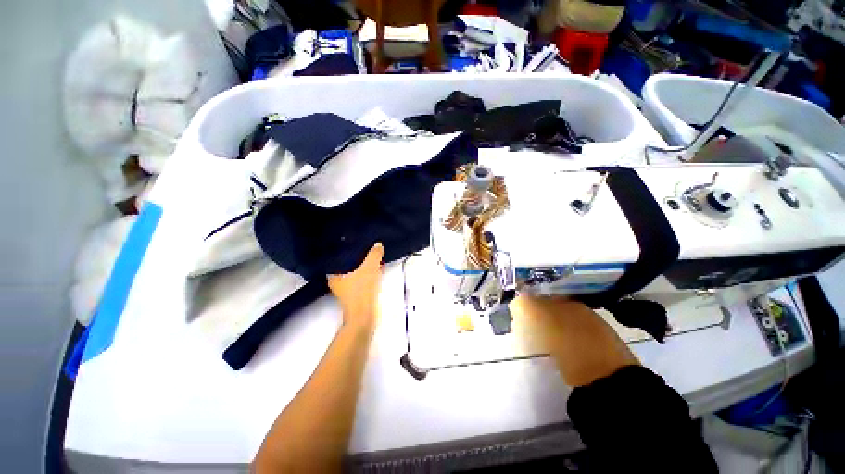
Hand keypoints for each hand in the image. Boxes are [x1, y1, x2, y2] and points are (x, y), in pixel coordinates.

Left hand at [328, 243, 383, 331]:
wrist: (364, 314)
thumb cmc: (362, 289)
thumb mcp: (370, 267)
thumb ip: (374, 254)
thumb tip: (377, 244)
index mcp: (333, 275)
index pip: (336, 258)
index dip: (343, 250)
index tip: (350, 242)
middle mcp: (336, 282)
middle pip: (346, 266)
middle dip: (355, 257)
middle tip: (364, 247)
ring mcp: (346, 290)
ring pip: (354, 273)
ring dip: (362, 266)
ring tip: (371, 256)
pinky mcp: (355, 295)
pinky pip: (361, 279)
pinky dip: (367, 274)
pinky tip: (375, 269)